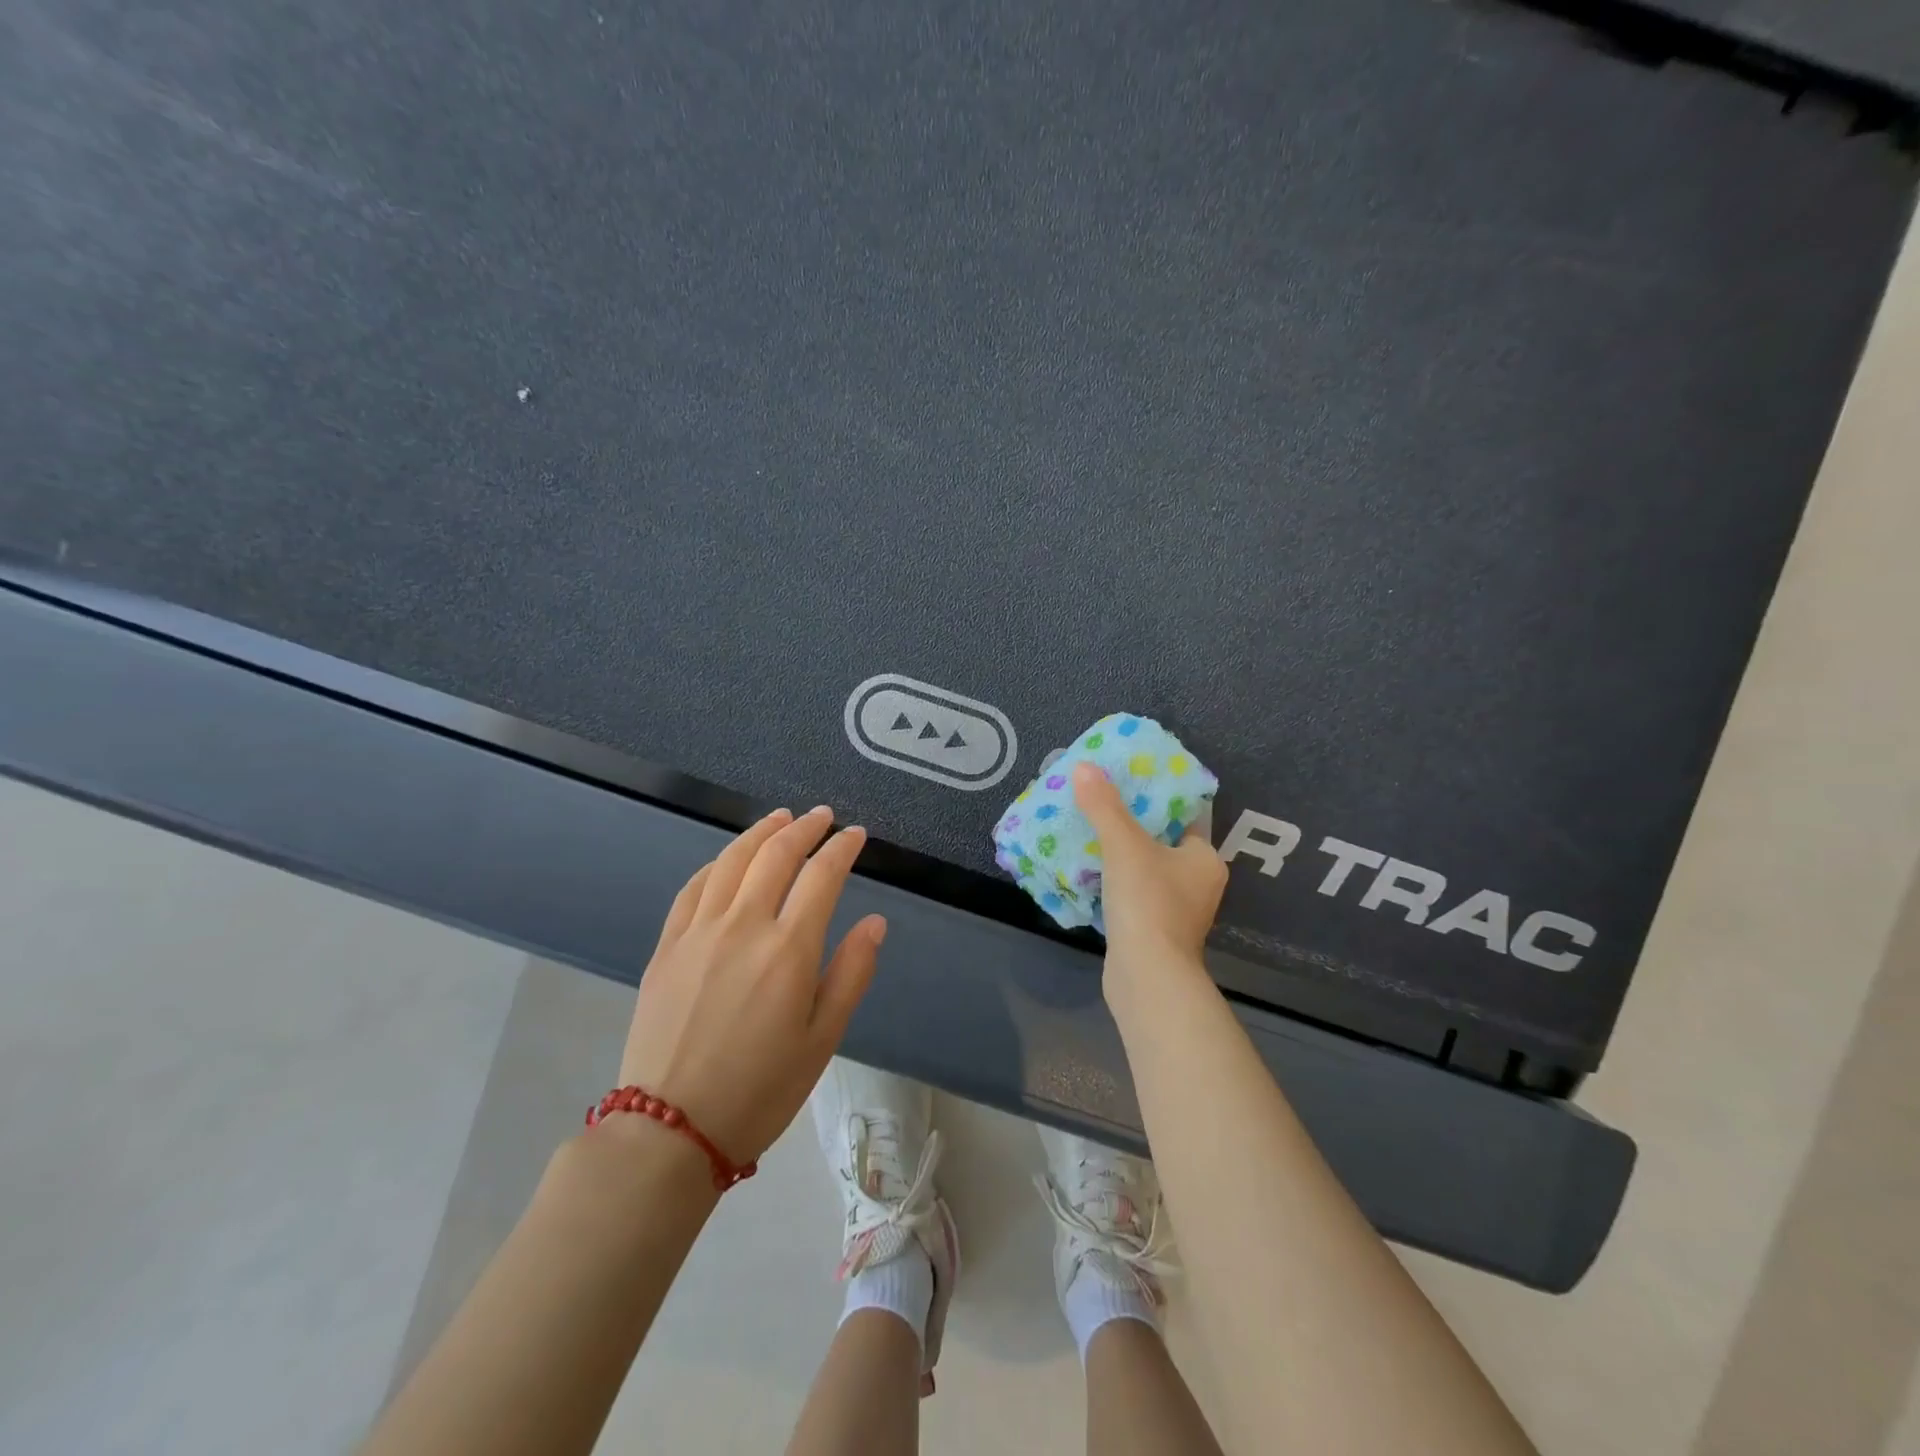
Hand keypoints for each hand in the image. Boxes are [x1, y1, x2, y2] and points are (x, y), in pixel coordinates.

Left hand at [618, 806, 885, 1164]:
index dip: (842, 848)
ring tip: (780, 818)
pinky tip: (729, 859)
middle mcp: (744, 925)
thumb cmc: (760, 1090)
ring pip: (732, 861)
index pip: (822, 876)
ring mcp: (699, 931)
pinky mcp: (667, 946)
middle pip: (776, 855)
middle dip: (804, 828)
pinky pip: (694, 887)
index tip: (856, 834)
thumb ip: (851, 973)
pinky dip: (718, 863)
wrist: (670, 1130)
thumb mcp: (823, 1040)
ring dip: (760, 832)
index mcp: (789, 949)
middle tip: (822, 816)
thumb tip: (875, 921)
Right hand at [1072, 761, 1226, 991]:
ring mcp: (1177, 911)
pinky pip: (1134, 895)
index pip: (1185, 815)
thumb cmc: (1148, 903)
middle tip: (1099, 802)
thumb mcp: (1124, 846)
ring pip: (1146, 870)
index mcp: (1204, 858)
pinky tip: (1087, 871)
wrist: (1147, 978)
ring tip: (1087, 830)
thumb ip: (1104, 806)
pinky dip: (1114, 883)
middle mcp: (1198, 883)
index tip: (1128, 781)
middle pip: (1163, 841)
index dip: (1158, 796)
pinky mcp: (1154, 931)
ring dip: (1120, 855)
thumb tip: (1084, 767)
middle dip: (1131, 824)